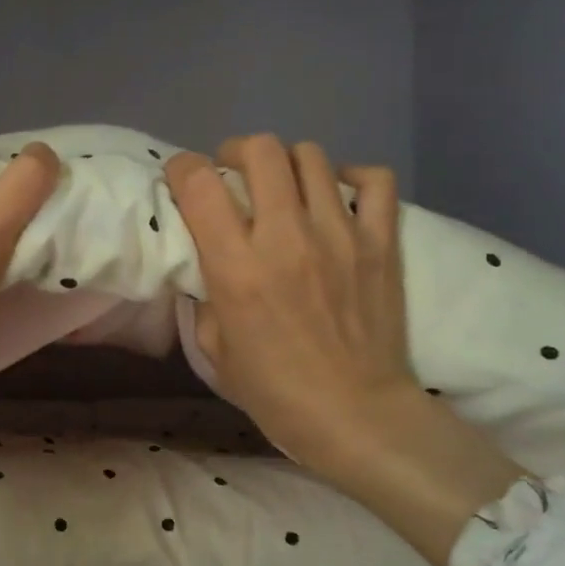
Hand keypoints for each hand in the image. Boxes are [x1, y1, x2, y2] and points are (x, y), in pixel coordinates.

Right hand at [166, 135, 521, 565]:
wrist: (356, 414)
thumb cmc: (275, 392)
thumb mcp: (215, 350)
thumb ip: (206, 297)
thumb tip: (208, 263)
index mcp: (237, 268)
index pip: (201, 184)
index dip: (183, 169)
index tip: (182, 180)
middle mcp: (286, 237)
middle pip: (260, 150)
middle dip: (236, 152)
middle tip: (233, 175)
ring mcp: (340, 234)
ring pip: (311, 156)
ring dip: (286, 163)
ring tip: (283, 187)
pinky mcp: (381, 242)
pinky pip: (374, 180)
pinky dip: (350, 177)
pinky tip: (336, 195)